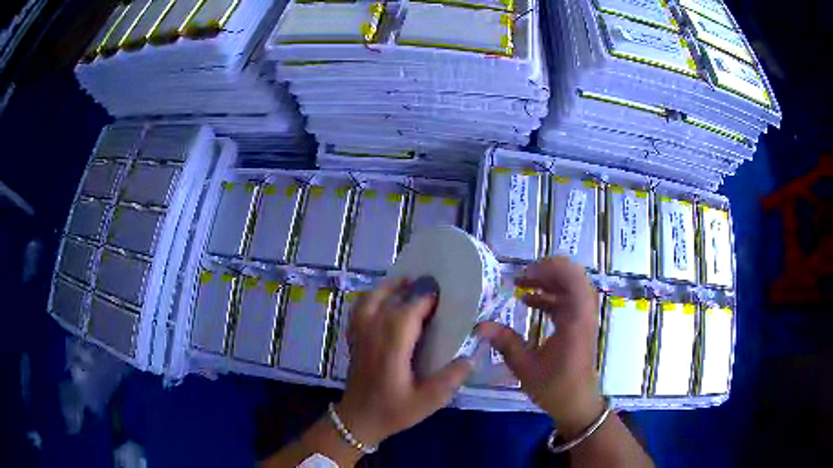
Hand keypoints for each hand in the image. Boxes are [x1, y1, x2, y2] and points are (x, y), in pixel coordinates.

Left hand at [336, 279, 473, 446]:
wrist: (358, 419)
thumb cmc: (393, 411)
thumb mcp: (428, 402)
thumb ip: (450, 379)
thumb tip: (472, 355)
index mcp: (391, 350)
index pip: (405, 314)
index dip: (423, 298)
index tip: (441, 290)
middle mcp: (372, 337)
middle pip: (388, 302)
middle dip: (410, 288)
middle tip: (431, 283)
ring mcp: (359, 336)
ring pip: (370, 300)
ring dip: (388, 287)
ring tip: (407, 282)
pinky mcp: (354, 339)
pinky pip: (360, 309)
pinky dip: (372, 297)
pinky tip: (385, 299)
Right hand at [478, 257, 602, 435]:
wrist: (577, 403)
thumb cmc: (555, 387)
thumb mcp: (526, 368)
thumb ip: (506, 344)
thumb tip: (481, 325)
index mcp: (576, 320)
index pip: (572, 279)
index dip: (548, 269)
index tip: (522, 275)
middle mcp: (584, 313)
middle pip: (573, 276)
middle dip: (546, 271)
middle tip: (520, 277)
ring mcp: (584, 317)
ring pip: (571, 285)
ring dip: (548, 281)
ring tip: (522, 285)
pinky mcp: (580, 323)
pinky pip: (568, 298)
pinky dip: (551, 295)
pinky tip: (529, 301)